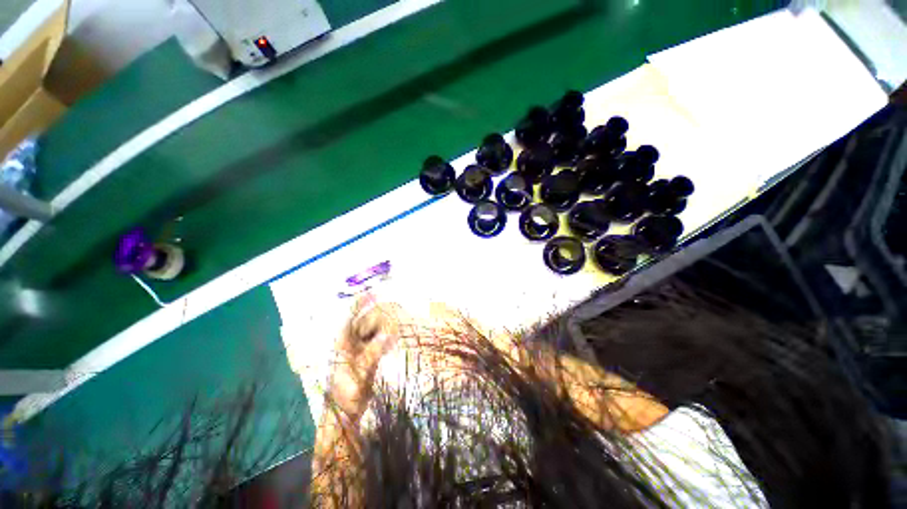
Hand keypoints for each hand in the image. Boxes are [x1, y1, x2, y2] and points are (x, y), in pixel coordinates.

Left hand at [327, 294, 399, 420]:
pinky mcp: (367, 359)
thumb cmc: (347, 394)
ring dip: (383, 325)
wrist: (345, 414)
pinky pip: (377, 342)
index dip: (360, 304)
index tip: (371, 293)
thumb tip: (389, 333)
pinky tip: (395, 338)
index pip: (351, 318)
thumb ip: (373, 353)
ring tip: (397, 318)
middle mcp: (350, 344)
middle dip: (377, 313)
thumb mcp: (360, 373)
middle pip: (364, 322)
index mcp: (343, 344)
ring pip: (372, 332)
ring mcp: (359, 352)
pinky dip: (386, 338)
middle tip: (394, 306)